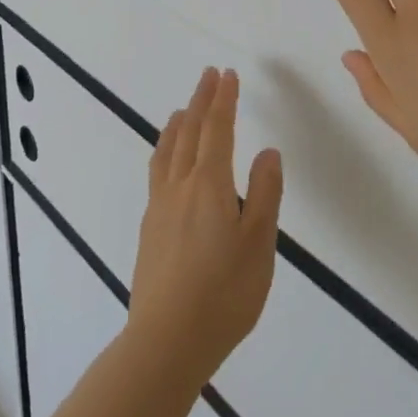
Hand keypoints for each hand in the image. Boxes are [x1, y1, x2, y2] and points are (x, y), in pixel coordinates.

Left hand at [126, 68, 283, 392]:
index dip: (224, 100)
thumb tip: (268, 151)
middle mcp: (180, 187)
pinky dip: (166, 150)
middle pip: (190, 132)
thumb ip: (265, 195)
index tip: (227, 76)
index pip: (217, 130)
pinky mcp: (150, 228)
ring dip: (178, 124)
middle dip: (201, 100)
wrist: (167, 340)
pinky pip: (158, 172)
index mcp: (210, 185)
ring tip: (184, 109)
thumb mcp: (259, 245)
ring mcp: (159, 207)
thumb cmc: (224, 294)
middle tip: (209, 76)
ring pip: (167, 151)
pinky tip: (169, 163)